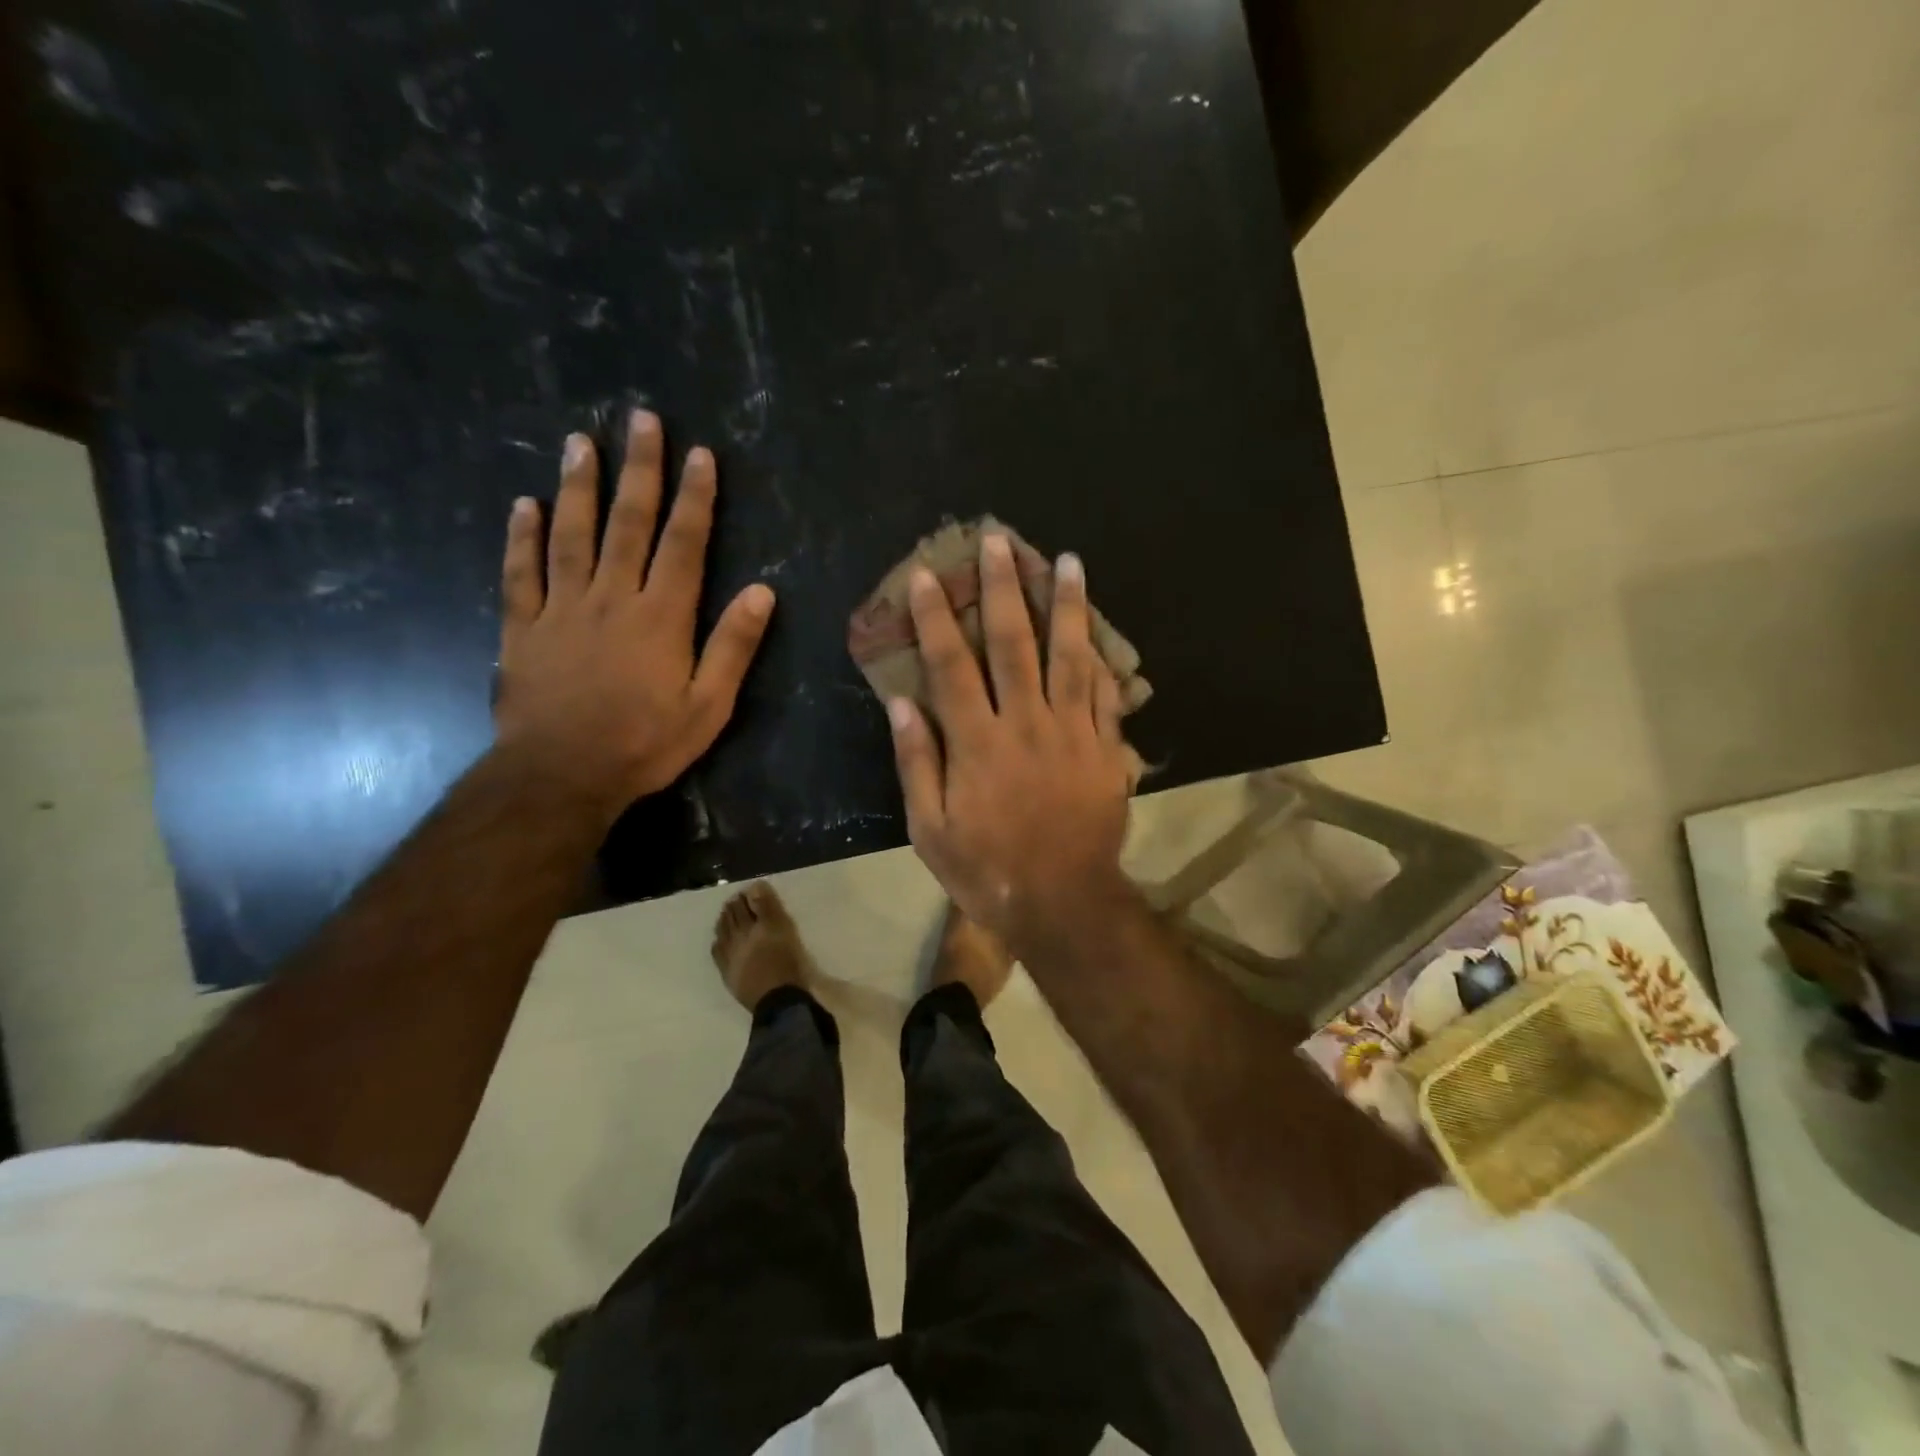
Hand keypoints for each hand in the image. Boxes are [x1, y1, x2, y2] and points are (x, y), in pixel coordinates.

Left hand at [493, 410, 774, 822]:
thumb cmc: (644, 743)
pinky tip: (524, 505)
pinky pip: (521, 573)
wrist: (562, 775)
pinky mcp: (523, 628)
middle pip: (627, 523)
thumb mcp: (709, 705)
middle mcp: (612, 598)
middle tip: (640, 419)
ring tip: (579, 442)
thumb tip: (763, 591)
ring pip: (571, 535)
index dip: (695, 497)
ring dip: (578, 486)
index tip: (700, 454)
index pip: (684, 543)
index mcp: (662, 616)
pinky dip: (522, 537)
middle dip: (639, 470)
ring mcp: (562, 609)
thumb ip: (733, 646)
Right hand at [889, 531, 1135, 948]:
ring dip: (1067, 605)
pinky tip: (1096, 629)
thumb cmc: (987, 869)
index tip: (928, 576)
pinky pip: (1103, 692)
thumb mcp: (930, 829)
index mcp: (977, 743)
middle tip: (1000, 542)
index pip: (952, 665)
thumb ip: (917, 762)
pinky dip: (1099, 657)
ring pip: (1069, 656)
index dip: (936, 618)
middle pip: (1014, 644)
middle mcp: (1026, 724)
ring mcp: (1072, 733)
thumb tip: (902, 702)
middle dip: (1004, 588)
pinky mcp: (1105, 748)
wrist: (1063, 902)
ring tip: (1067, 561)